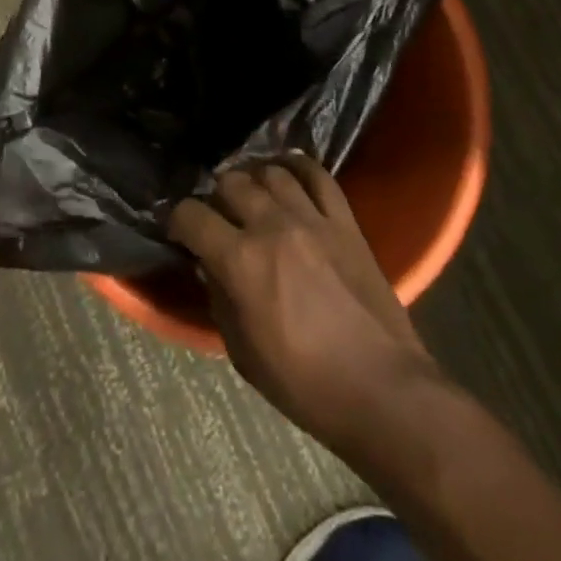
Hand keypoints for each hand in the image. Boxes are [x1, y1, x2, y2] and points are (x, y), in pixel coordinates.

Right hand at [169, 154, 444, 452]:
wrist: (383, 392)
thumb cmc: (304, 384)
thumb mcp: (242, 351)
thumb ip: (218, 296)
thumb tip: (208, 264)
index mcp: (240, 260)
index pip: (191, 215)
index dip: (178, 221)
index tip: (180, 232)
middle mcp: (272, 226)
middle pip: (230, 182)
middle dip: (215, 197)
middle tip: (219, 217)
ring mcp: (312, 219)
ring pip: (271, 171)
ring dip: (254, 180)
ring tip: (253, 196)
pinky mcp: (345, 221)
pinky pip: (318, 176)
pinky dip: (298, 168)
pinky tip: (288, 175)